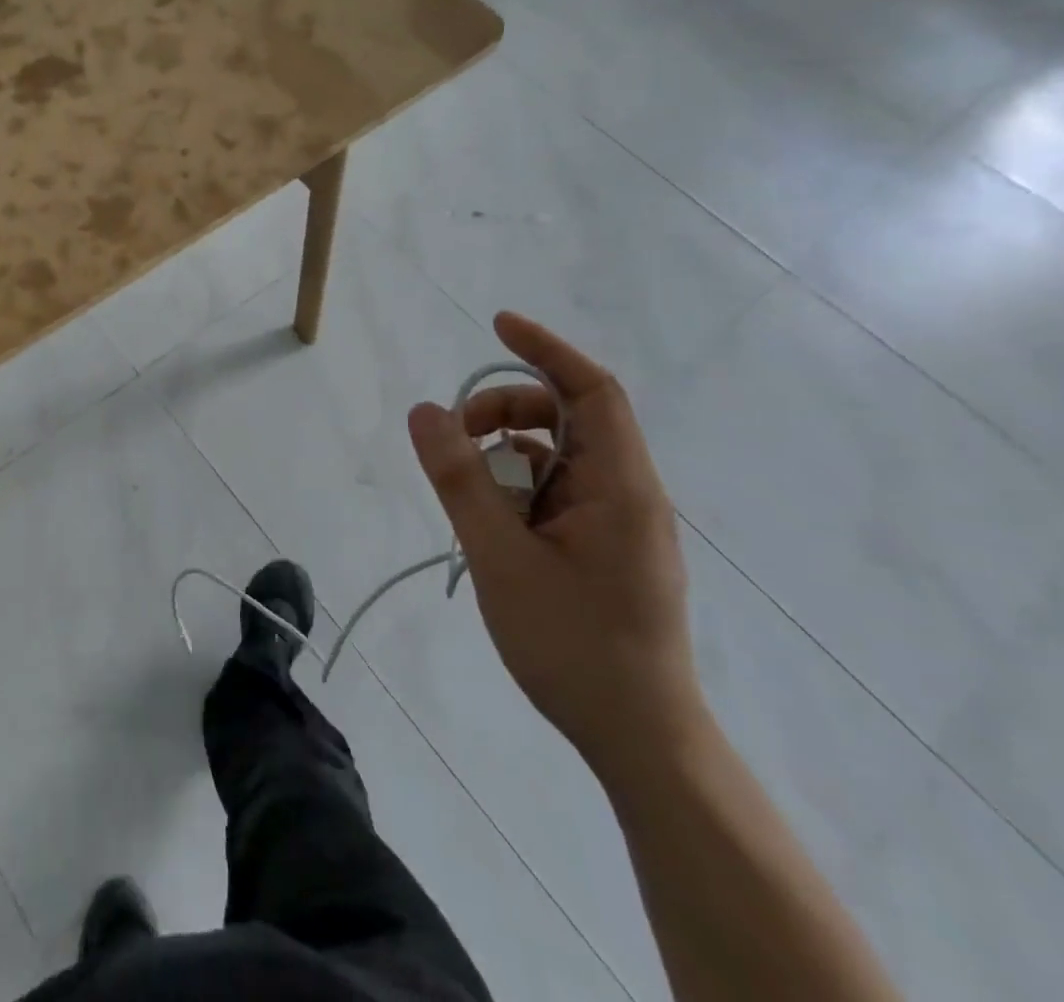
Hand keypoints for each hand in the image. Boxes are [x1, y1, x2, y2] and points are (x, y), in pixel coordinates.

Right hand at [407, 311, 706, 780]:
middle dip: (505, 413)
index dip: (544, 349)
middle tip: (452, 440)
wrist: (638, 738)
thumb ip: (459, 480)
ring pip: (555, 459)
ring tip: (467, 500)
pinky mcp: (603, 547)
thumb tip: (424, 411)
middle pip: (567, 419)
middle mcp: (625, 492)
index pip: (590, 389)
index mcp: (619, 485)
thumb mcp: (499, 556)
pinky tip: (489, 529)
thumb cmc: (573, 644)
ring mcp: (616, 522)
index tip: (496, 324)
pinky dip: (515, 492)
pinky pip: (554, 494)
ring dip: (505, 459)